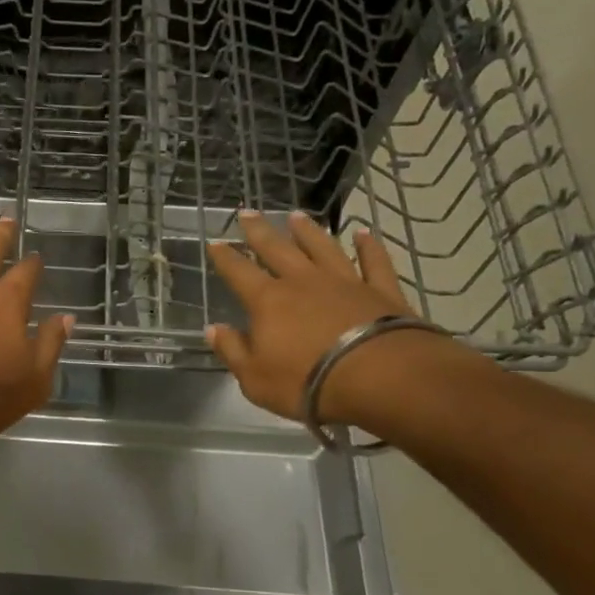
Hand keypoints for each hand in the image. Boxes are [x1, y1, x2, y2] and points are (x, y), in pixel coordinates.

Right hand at [206, 210, 438, 426]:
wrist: (380, 378)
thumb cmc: (307, 382)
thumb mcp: (254, 378)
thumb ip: (232, 350)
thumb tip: (213, 328)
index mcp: (268, 301)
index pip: (239, 273)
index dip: (225, 258)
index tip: (215, 242)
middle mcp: (303, 282)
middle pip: (277, 249)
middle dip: (259, 231)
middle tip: (247, 213)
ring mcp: (345, 282)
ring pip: (322, 248)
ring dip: (308, 232)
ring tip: (296, 216)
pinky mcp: (381, 291)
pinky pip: (374, 262)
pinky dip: (369, 246)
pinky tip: (364, 233)